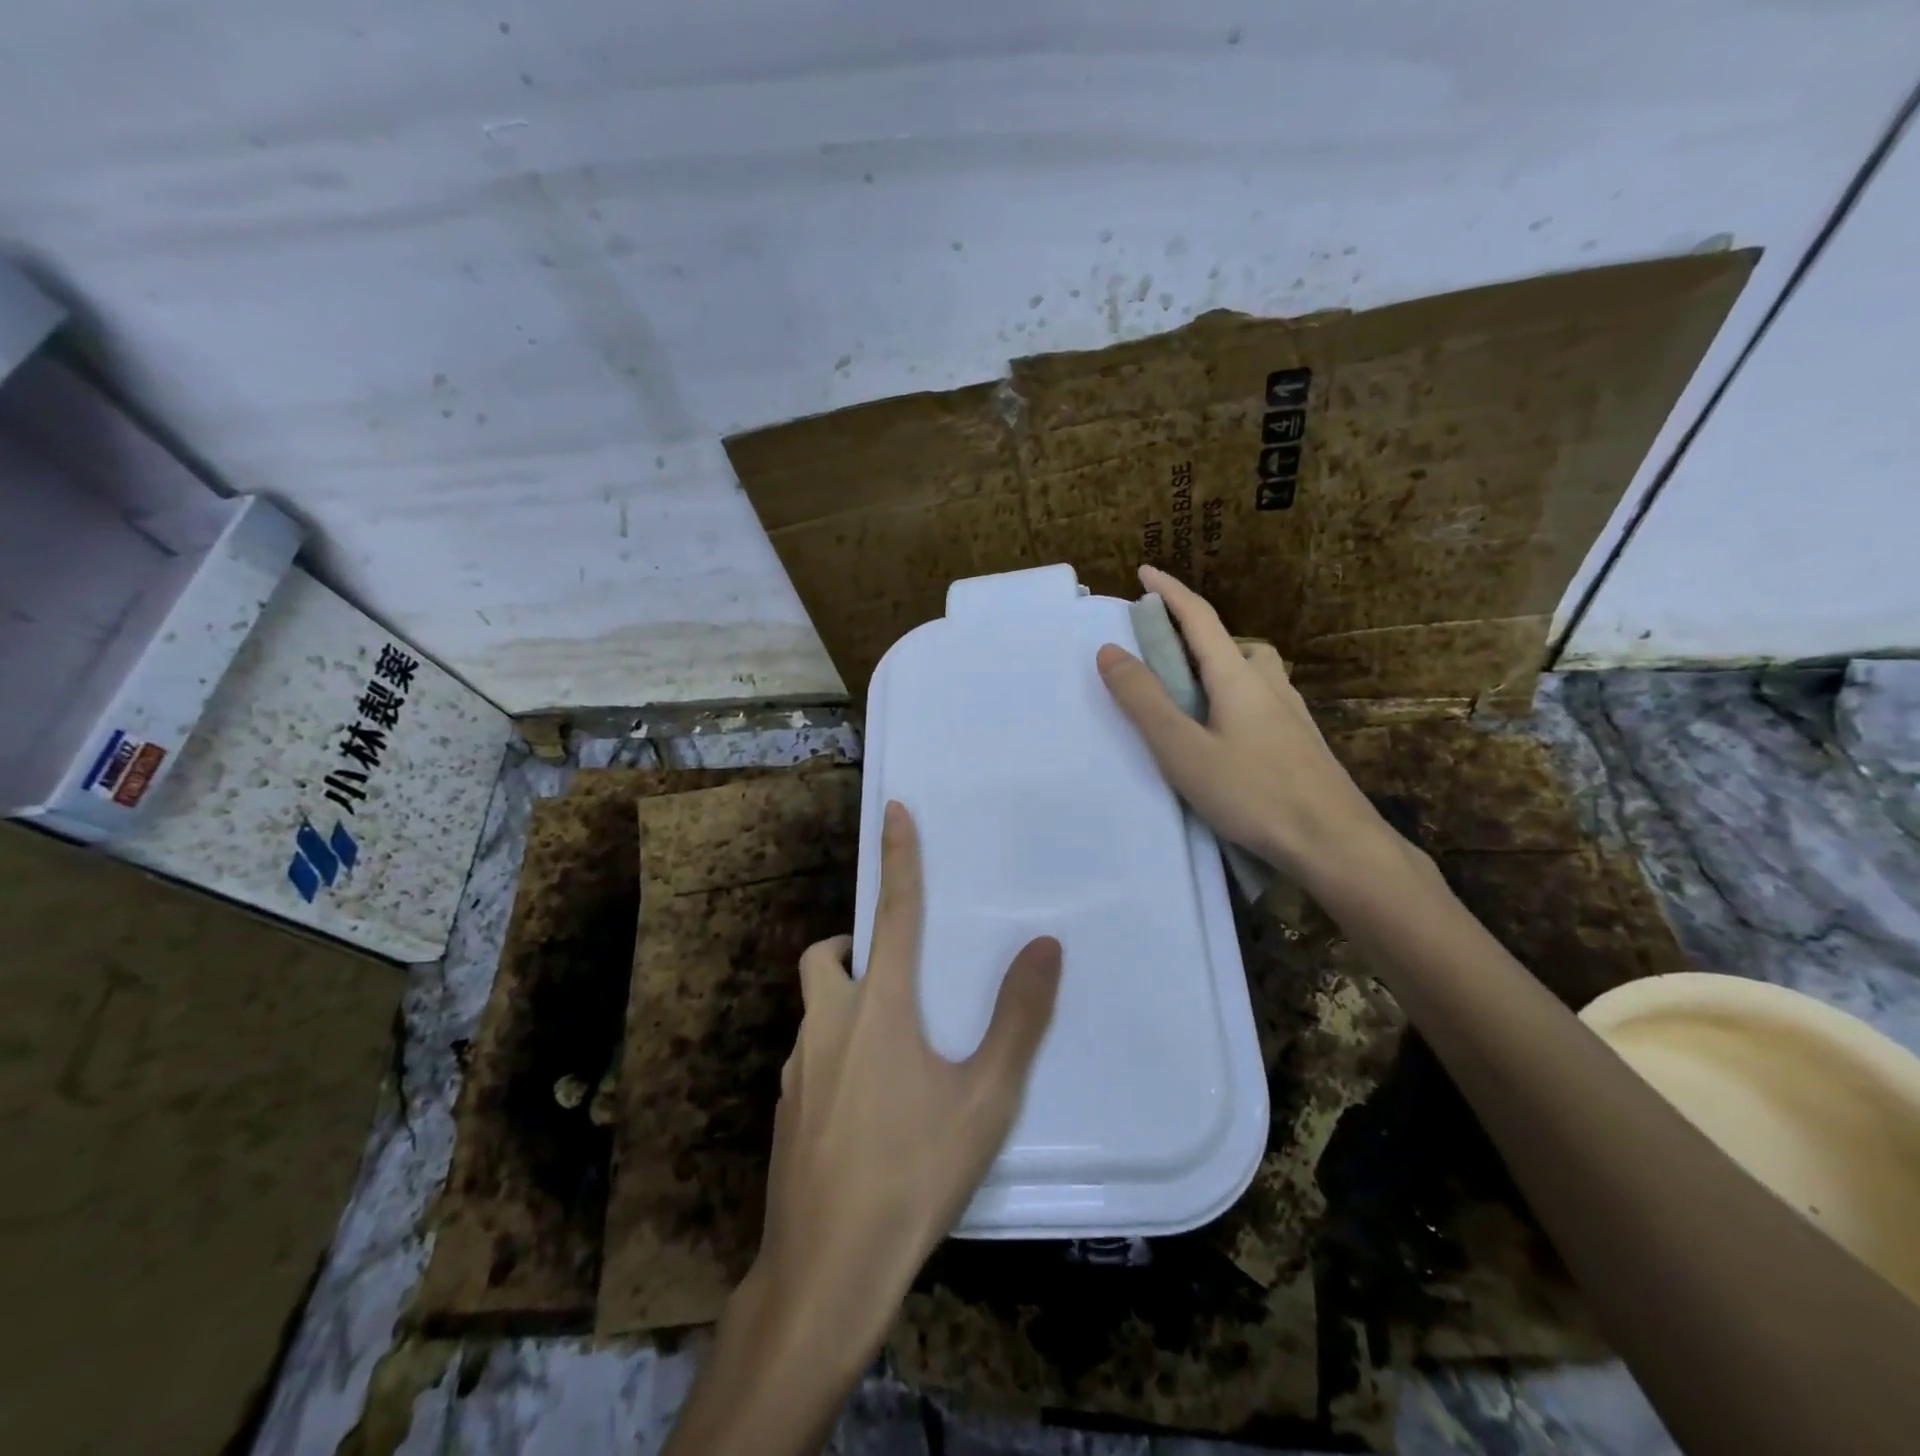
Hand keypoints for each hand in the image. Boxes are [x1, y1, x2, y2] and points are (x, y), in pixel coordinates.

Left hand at [757, 801, 1061, 1359]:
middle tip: (893, 973)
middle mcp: (827, 1023)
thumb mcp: (984, 1099)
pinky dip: (834, 1052)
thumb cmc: (913, 1175)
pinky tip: (865, 1106)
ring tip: (892, 1051)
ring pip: (816, 1009)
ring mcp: (796, 1068)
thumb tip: (1044, 946)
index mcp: (877, 1008)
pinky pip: (809, 1055)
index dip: (899, 858)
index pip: (894, 912)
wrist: (826, 1270)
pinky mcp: (783, 1108)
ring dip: (846, 1003)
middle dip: (853, 945)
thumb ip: (1018, 1019)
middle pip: (826, 956)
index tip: (893, 810)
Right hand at [1096, 564, 1388, 890]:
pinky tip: (1228, 738)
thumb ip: (1144, 701)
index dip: (1170, 592)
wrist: (1335, 843)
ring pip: (1252, 673)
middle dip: (1196, 636)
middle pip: (1231, 643)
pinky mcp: (1302, 742)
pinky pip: (1263, 701)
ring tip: (1192, 702)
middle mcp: (1269, 685)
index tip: (1145, 572)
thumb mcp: (1183, 750)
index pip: (1200, 619)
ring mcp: (1292, 714)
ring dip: (1220, 669)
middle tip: (1164, 657)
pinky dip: (1236, 699)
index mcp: (1237, 678)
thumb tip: (1110, 651)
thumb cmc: (1252, 793)